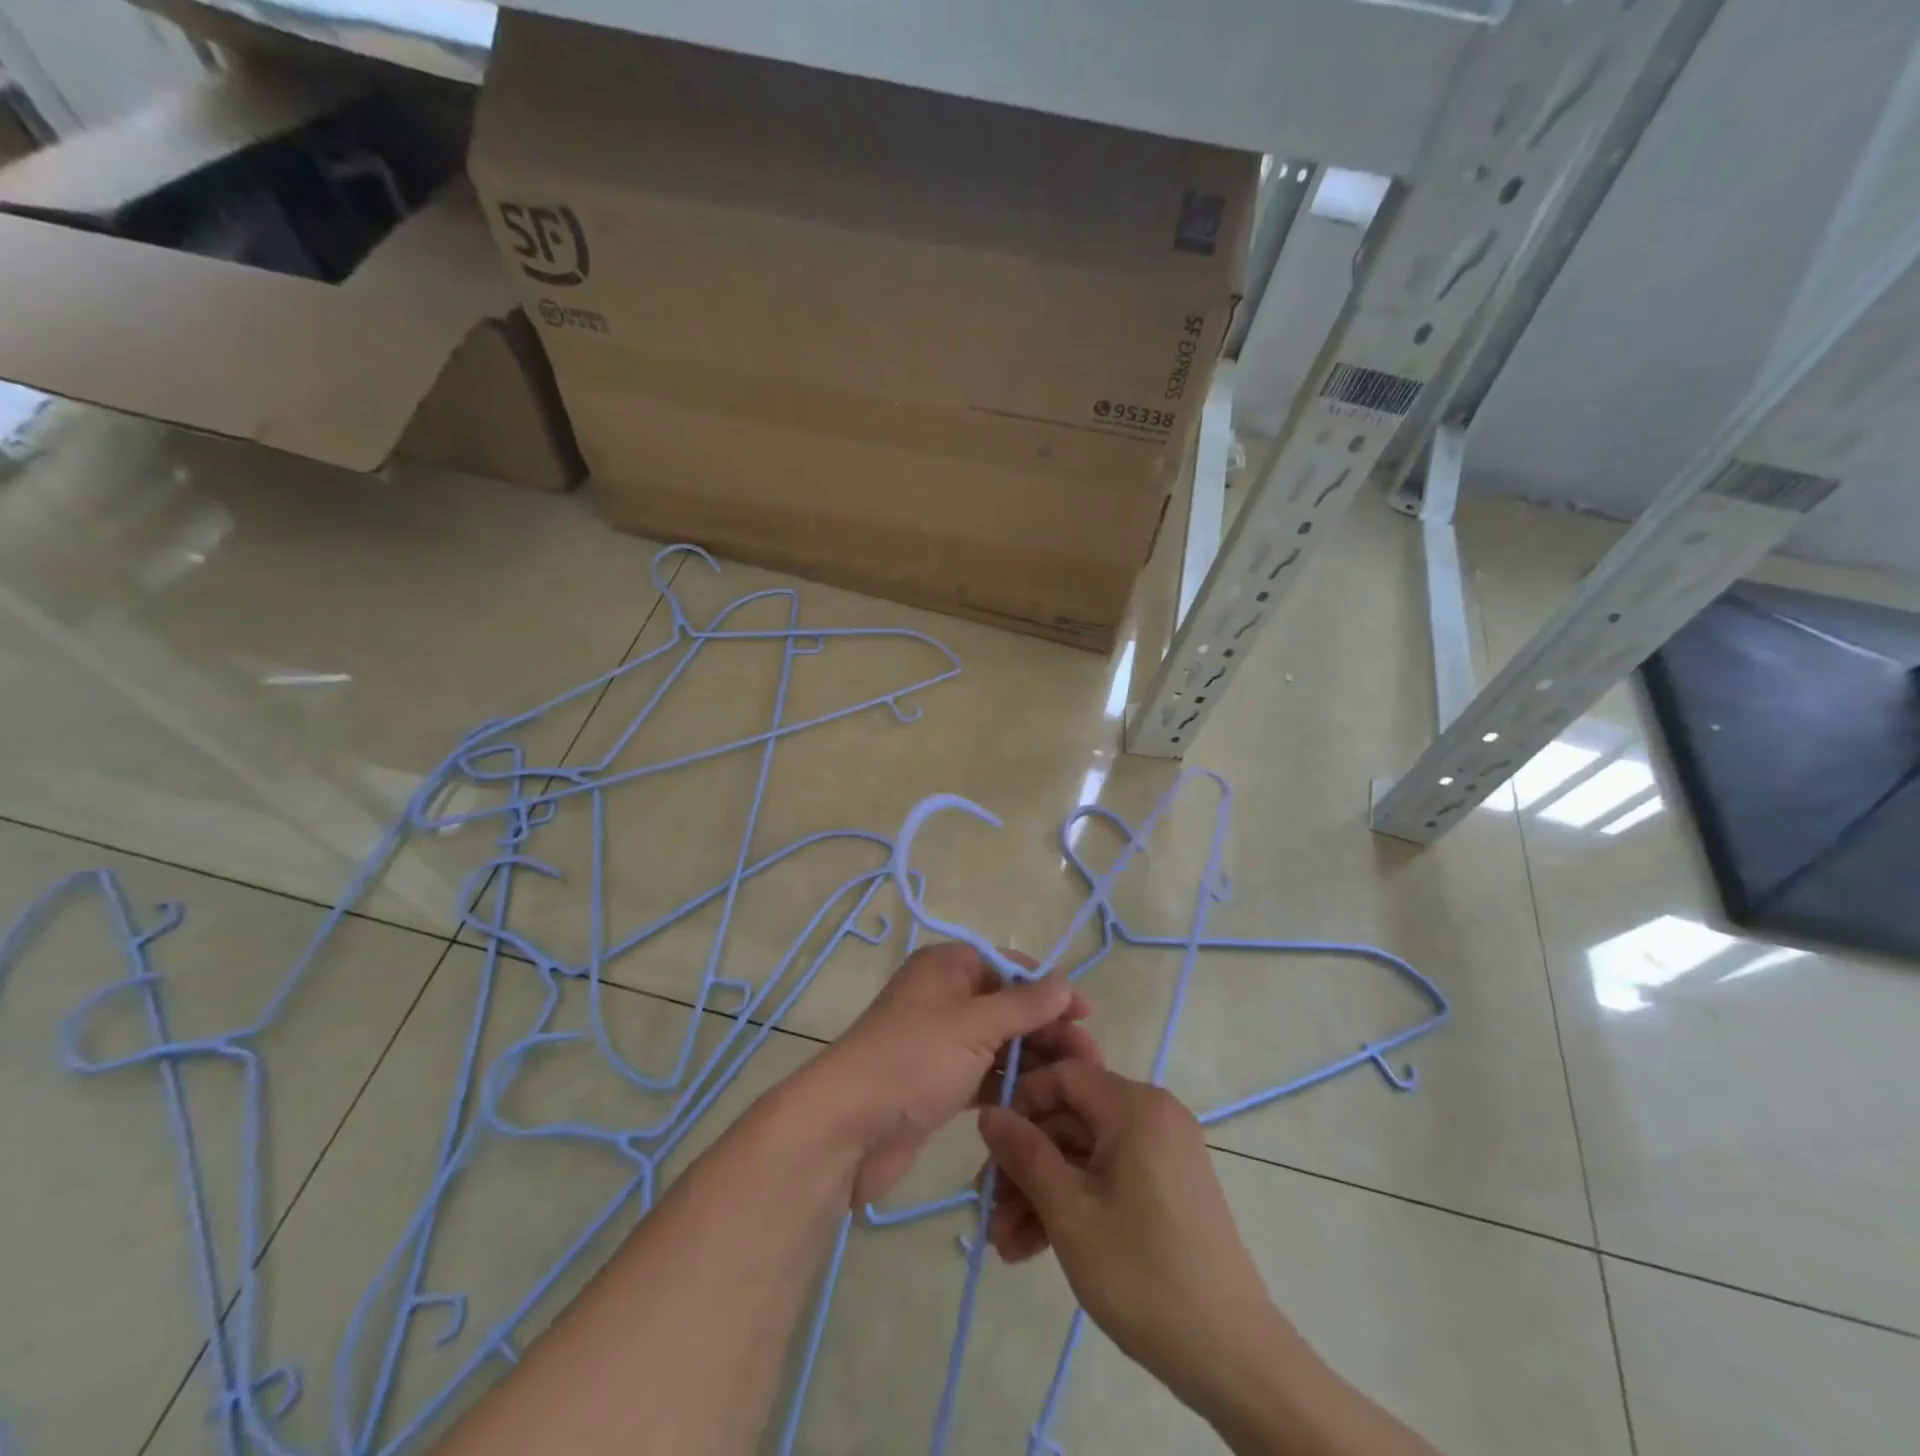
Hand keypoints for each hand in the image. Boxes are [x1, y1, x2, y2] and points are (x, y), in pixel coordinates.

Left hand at [806, 942, 1102, 1207]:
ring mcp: (941, 1041)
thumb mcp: (974, 1024)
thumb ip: (1024, 1004)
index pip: (1010, 966)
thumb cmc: (914, 1058)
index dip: (1049, 988)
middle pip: (1009, 1006)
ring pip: (1000, 1043)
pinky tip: (1041, 1104)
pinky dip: (1011, 1084)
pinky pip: (985, 1075)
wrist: (848, 1126)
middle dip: (1048, 1030)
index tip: (1086, 1016)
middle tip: (1091, 1063)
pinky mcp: (939, 1082)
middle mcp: (945, 997)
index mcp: (948, 966)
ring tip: (1074, 1088)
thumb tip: (1065, 983)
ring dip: (1034, 1060)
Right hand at [978, 1062, 1287, 1407]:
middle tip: (988, 1212)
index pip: (1064, 1076)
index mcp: (1135, 1105)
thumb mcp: (1070, 1212)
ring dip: (1042, 1193)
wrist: (1231, 1356)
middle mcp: (1151, 1115)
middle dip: (1025, 1166)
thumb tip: (988, 1112)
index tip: (989, 1147)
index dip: (1021, 1104)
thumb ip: (1025, 1154)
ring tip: (1004, 1245)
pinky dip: (1073, 1204)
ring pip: (1084, 1155)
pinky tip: (1033, 1248)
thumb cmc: (1143, 1273)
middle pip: (1070, 1121)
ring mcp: (1161, 1152)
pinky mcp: (1165, 1187)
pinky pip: (1106, 1177)